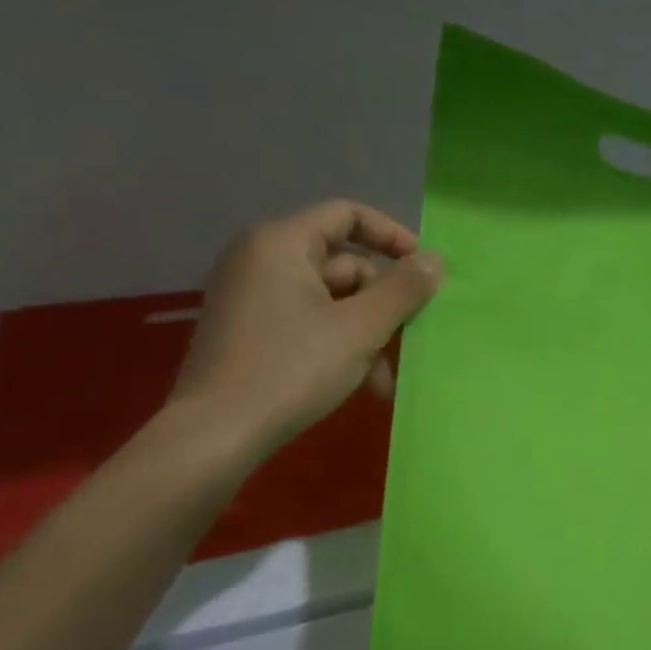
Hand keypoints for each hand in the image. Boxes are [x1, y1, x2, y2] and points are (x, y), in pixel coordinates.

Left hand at [168, 200, 441, 461]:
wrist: (216, 434)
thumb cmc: (292, 370)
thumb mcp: (360, 330)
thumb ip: (402, 291)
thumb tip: (435, 260)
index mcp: (282, 244)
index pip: (347, 215)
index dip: (392, 236)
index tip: (424, 271)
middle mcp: (261, 260)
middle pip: (343, 265)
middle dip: (381, 306)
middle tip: (408, 341)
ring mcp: (252, 298)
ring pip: (330, 302)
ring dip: (366, 336)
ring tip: (383, 381)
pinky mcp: (250, 331)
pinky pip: (308, 323)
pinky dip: (338, 346)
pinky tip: (358, 385)